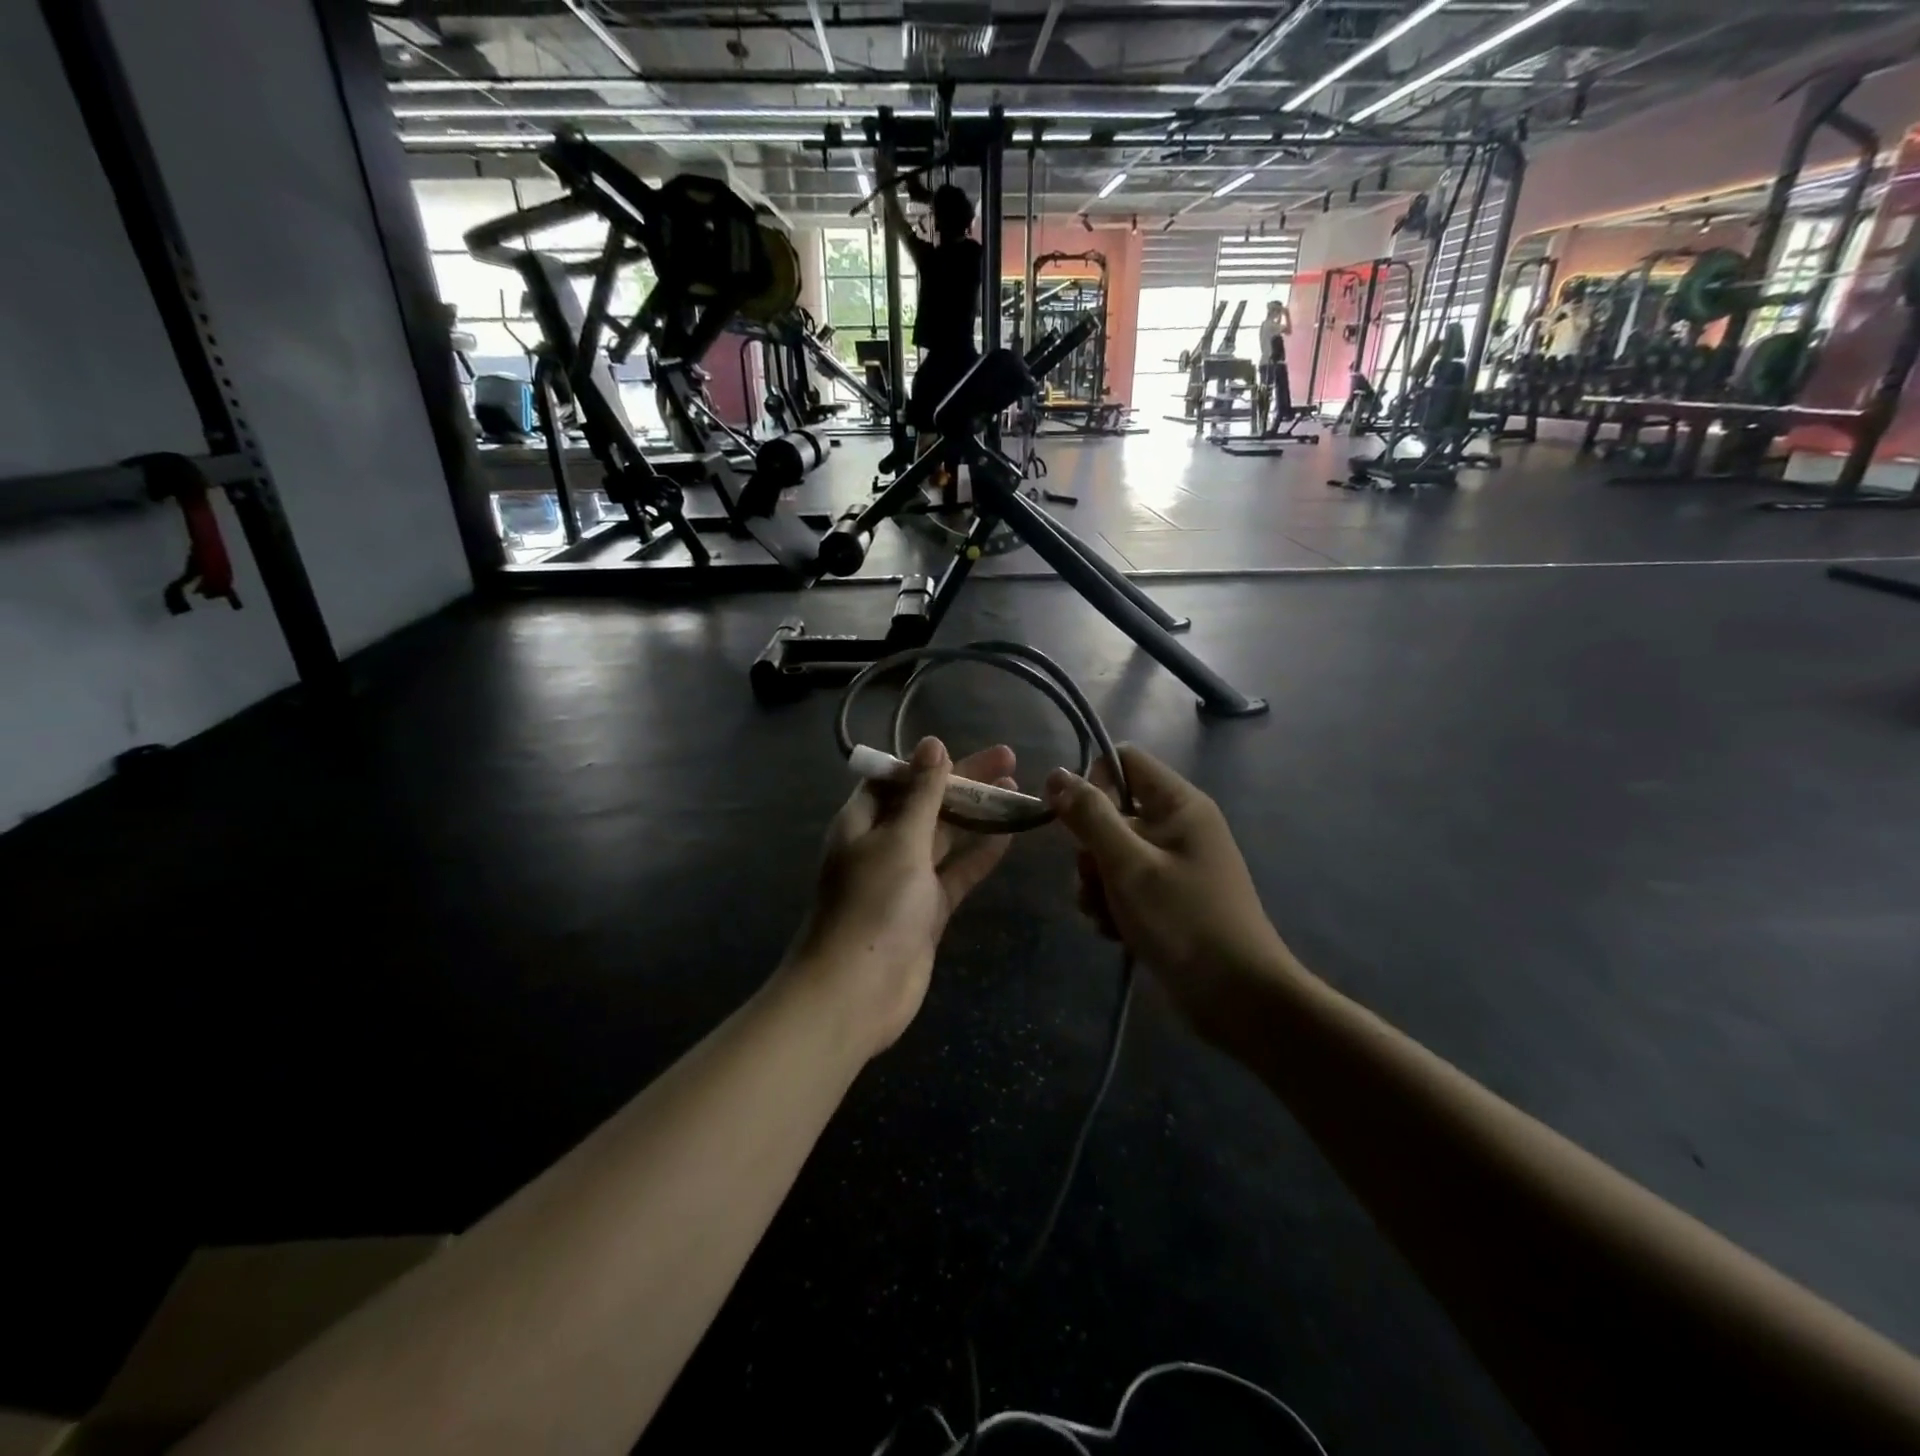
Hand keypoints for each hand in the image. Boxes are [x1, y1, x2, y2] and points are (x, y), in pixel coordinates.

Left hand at [789, 738, 1016, 1056]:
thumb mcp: (900, 839)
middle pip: (926, 803)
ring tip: (1016, 788)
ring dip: (977, 814)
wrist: (857, 991)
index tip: (965, 750)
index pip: (897, 778)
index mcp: (862, 821)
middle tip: (1010, 760)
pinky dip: (980, 853)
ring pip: (946, 836)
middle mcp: (882, 844)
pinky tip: (1010, 834)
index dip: (930, 763)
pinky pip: (957, 872)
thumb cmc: (874, 904)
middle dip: (964, 782)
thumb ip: (922, 793)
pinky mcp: (927, 908)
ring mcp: (906, 878)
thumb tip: (932, 743)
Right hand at [1045, 747, 1293, 1046]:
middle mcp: (1177, 827)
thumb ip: (1090, 817)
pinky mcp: (1167, 898)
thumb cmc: (1184, 921)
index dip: (1093, 782)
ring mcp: (1173, 864)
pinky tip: (1115, 932)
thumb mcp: (1128, 865)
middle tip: (1095, 881)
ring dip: (1097, 884)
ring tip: (1106, 916)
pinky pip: (1124, 885)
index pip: (1124, 762)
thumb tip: (1057, 774)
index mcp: (1179, 805)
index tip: (1076, 821)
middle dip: (1090, 850)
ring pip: (1111, 854)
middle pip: (1111, 813)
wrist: (1238, 998)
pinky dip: (1113, 906)